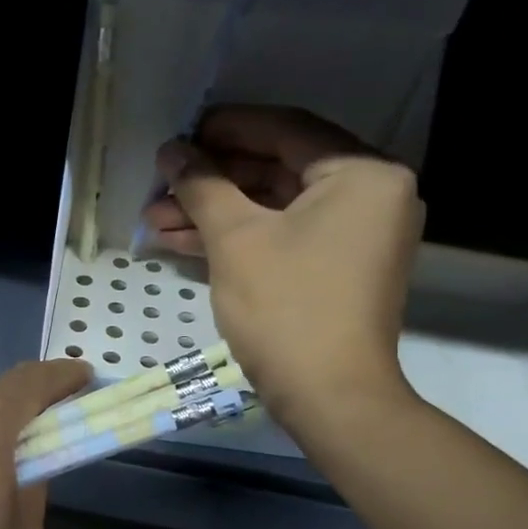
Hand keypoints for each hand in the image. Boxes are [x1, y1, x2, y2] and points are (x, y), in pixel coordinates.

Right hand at [140, 105, 423, 425]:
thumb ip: (202, 185)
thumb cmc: (287, 309)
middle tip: (161, 185)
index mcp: (362, 173)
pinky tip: (184, 243)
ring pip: (276, 209)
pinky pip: (285, 238)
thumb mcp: (236, 240)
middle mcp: (371, 196)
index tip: (180, 136)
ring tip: (156, 221)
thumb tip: (173, 151)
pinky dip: (240, 240)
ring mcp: (357, 237)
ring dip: (216, 215)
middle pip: (278, 170)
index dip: (226, 129)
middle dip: (212, 182)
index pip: (286, 130)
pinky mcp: (339, 271)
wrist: (331, 399)